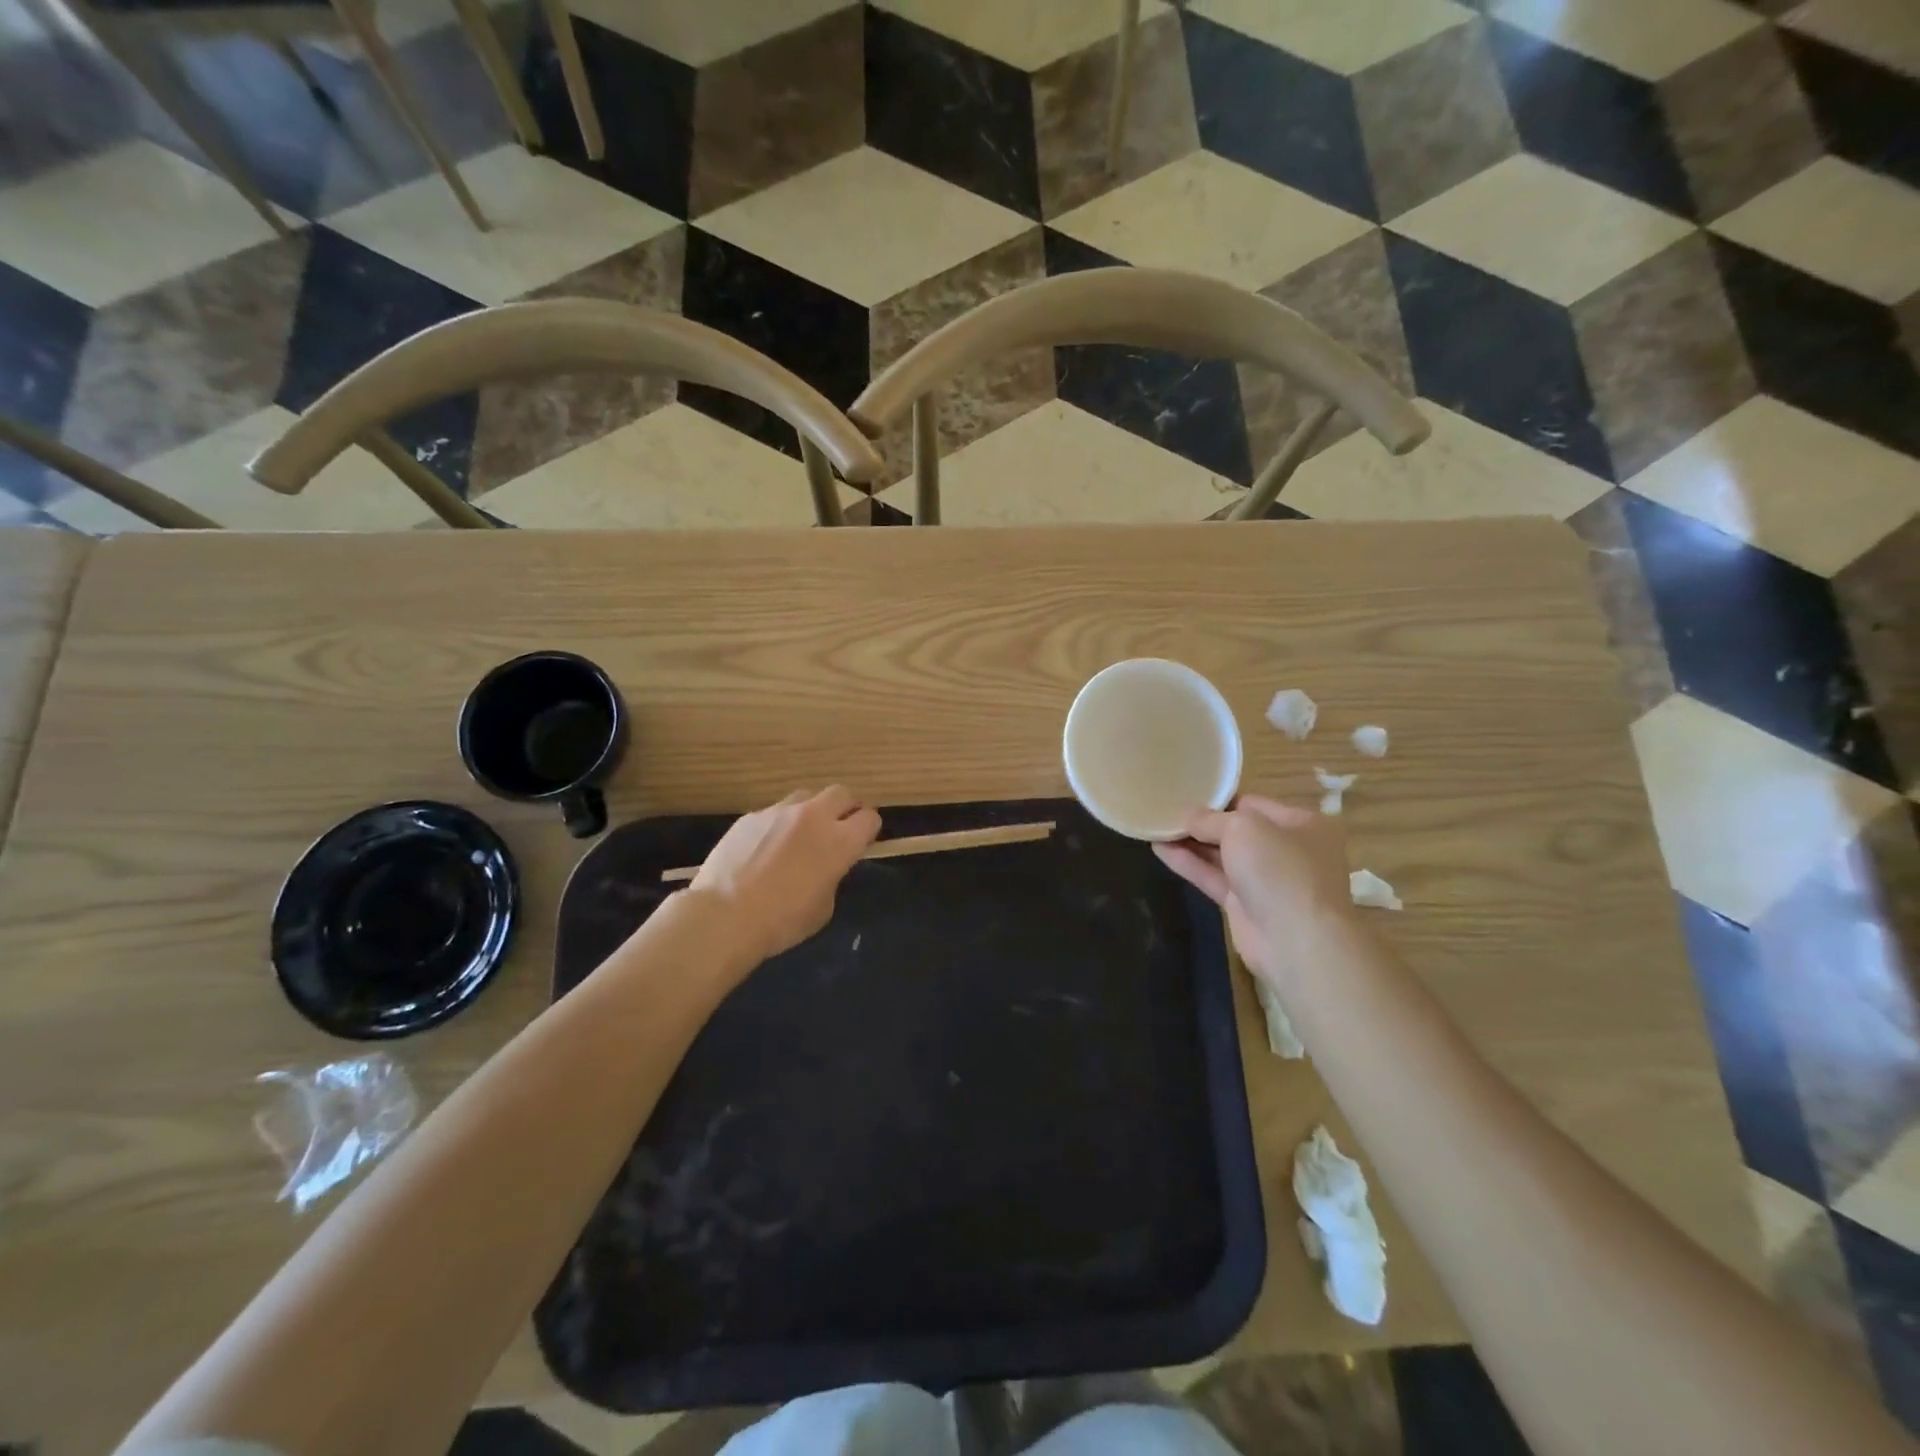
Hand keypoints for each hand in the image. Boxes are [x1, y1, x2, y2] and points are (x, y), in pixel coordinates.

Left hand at [681, 786, 880, 966]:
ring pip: (807, 796)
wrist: (724, 916)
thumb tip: (826, 867)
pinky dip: (779, 825)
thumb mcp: (823, 907)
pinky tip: (764, 849)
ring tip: (800, 836)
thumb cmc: (782, 921)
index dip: (868, 831)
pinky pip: (774, 812)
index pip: (870, 818)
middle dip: (845, 809)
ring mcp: (780, 812)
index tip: (861, 844)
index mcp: (840, 841)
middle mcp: (814, 817)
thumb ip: (832, 876)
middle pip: (842, 793)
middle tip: (837, 830)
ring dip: (812, 811)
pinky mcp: (751, 816)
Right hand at [1154, 795, 1354, 986]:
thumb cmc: (1279, 869)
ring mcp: (1266, 880)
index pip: (1253, 803)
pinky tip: (1159, 850)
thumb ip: (1210, 819)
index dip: (1219, 799)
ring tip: (1156, 827)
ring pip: (1222, 855)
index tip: (1185, 793)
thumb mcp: (1243, 827)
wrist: (1296, 940)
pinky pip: (1213, 877)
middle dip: (1202, 822)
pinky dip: (1189, 864)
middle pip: (1237, 830)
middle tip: (1165, 810)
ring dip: (1190, 843)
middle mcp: (1287, 849)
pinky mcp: (1245, 905)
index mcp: (1302, 823)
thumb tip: (1187, 817)